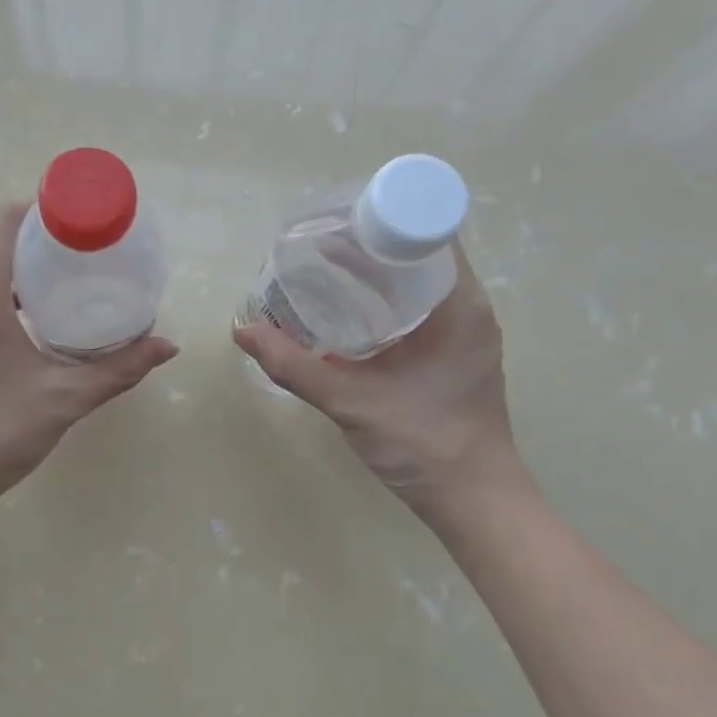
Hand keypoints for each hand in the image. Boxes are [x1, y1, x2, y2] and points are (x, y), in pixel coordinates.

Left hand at [0, 203, 178, 513]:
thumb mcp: (66, 398)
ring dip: (20, 269)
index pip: (3, 225)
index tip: (78, 218)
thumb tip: (168, 346)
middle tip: (84, 251)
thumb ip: (119, 369)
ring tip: (66, 282)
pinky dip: (4, 293)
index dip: (40, 209)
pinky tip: (35, 320)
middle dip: (37, 240)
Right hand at [232, 244, 523, 510]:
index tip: (335, 218)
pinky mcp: (451, 352)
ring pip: (416, 280)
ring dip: (374, 272)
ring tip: (321, 267)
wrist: (474, 501)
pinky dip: (382, 299)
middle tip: (315, 242)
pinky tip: (344, 310)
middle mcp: (467, 307)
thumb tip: (242, 329)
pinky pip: (416, 307)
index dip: (383, 215)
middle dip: (368, 242)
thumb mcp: (352, 401)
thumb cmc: (424, 444)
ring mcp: (462, 331)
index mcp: (459, 304)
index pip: (428, 230)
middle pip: (419, 250)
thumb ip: (295, 366)